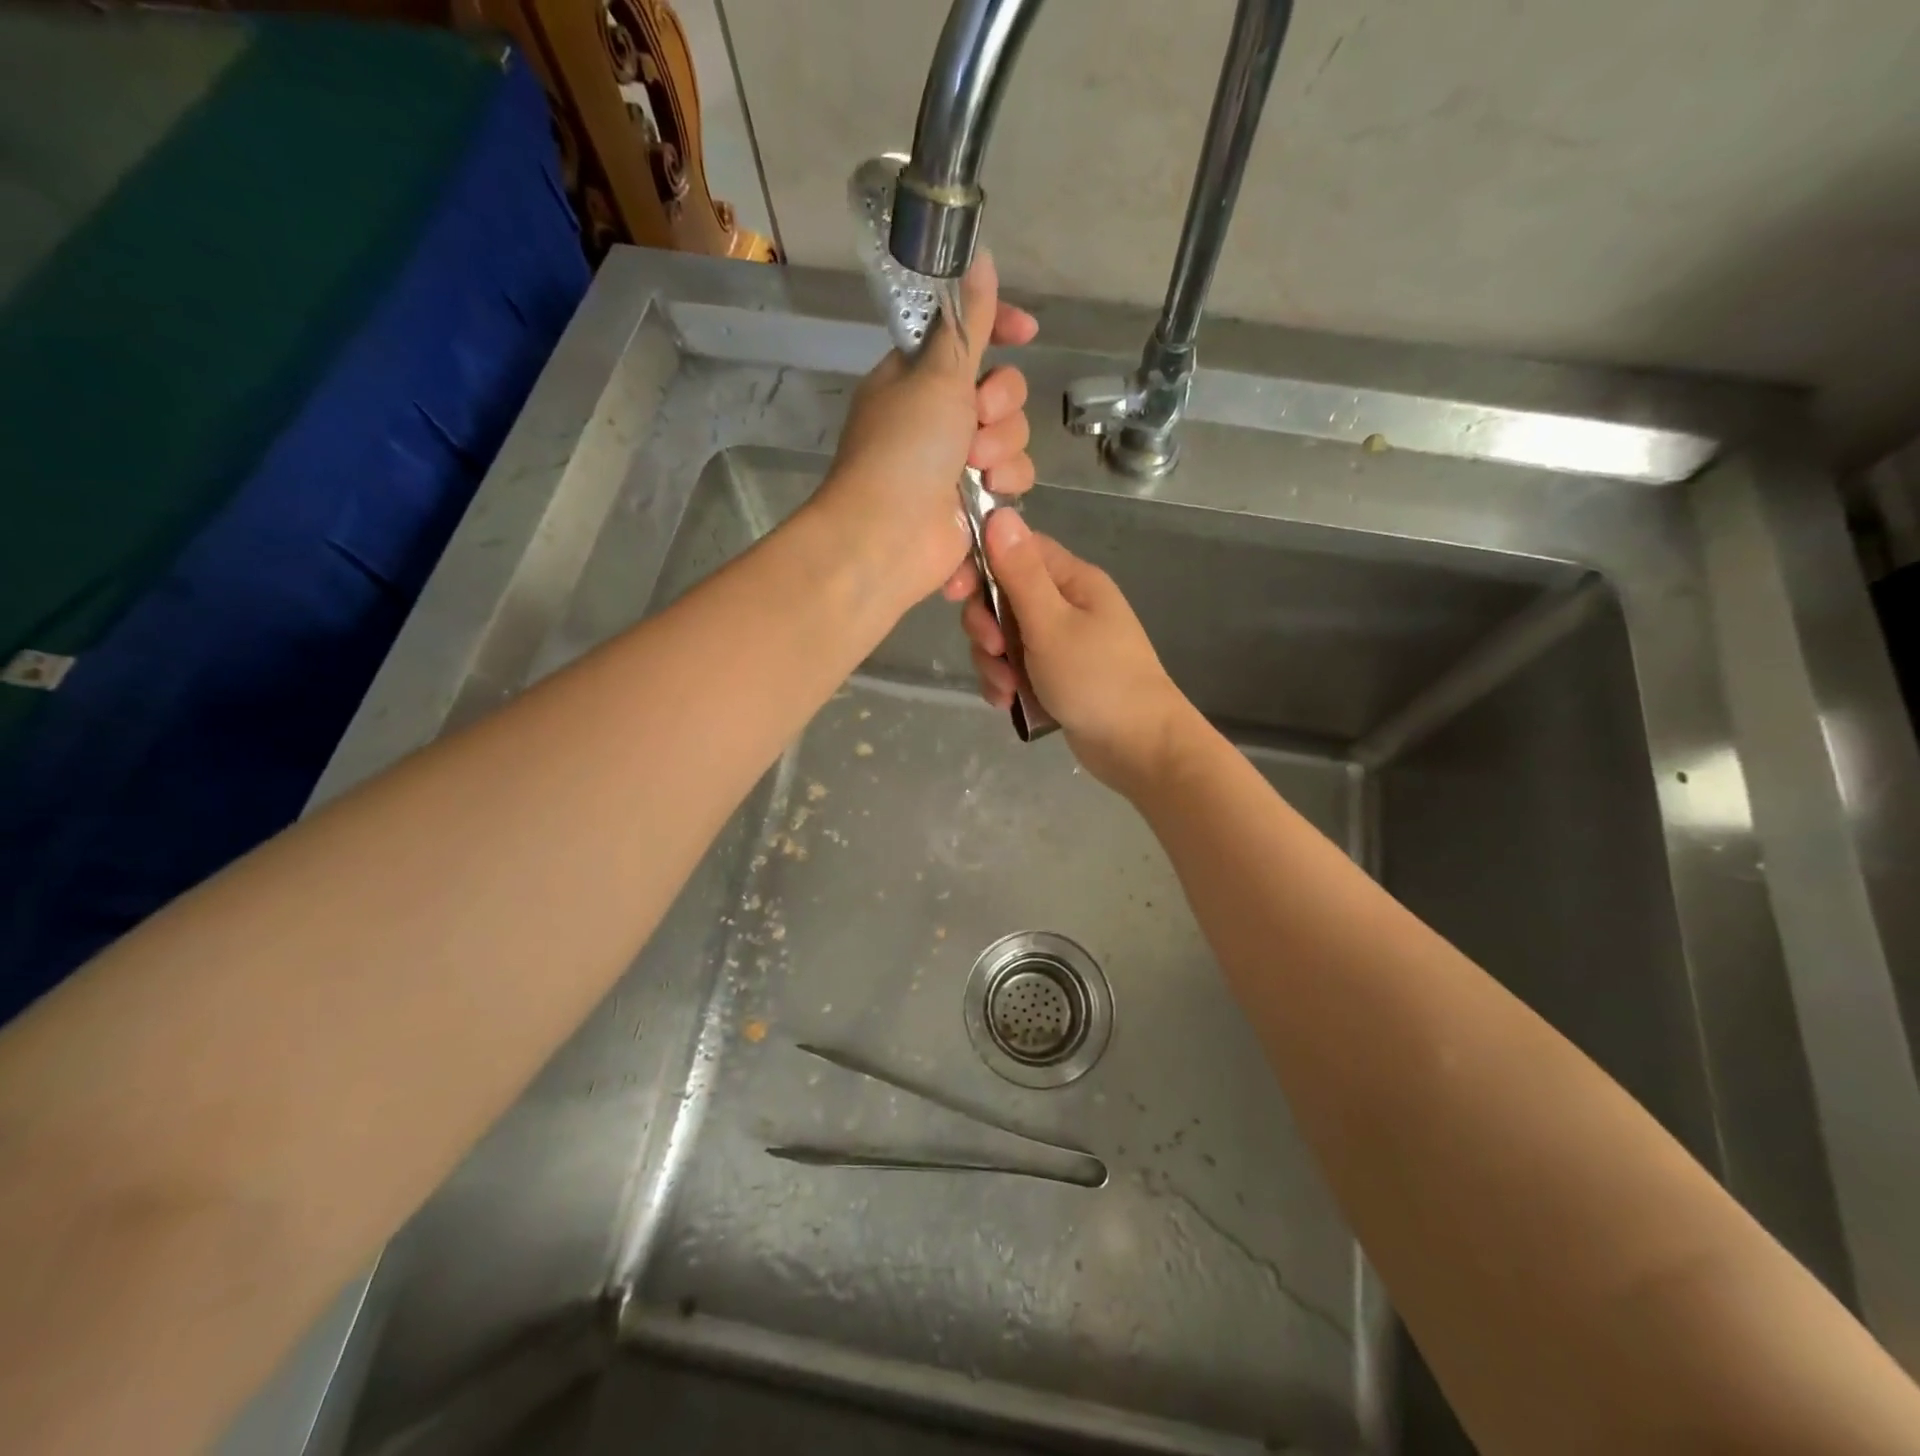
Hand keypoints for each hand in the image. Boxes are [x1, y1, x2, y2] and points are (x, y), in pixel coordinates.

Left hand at [812, 250, 1039, 608]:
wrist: (889, 538)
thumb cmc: (904, 449)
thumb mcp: (936, 374)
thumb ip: (967, 322)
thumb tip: (979, 256)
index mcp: (918, 378)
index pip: (968, 337)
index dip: (1001, 329)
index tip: (1028, 332)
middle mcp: (939, 417)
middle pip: (1003, 392)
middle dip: (1001, 406)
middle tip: (975, 422)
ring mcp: (957, 463)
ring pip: (1014, 438)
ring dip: (1002, 451)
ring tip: (976, 471)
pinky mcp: (975, 503)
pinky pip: (1013, 481)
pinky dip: (1004, 488)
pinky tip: (987, 499)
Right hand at [961, 510, 1198, 793]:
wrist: (1137, 747)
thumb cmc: (1097, 679)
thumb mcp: (1051, 624)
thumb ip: (1020, 573)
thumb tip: (1000, 513)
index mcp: (1072, 580)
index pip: (1016, 550)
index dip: (980, 566)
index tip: (953, 593)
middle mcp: (1066, 605)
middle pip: (1003, 597)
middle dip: (987, 626)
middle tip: (994, 650)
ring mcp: (1060, 643)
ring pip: (1005, 637)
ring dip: (995, 663)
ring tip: (1007, 689)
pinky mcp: (1054, 675)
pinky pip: (1015, 668)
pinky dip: (1006, 683)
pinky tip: (1009, 703)